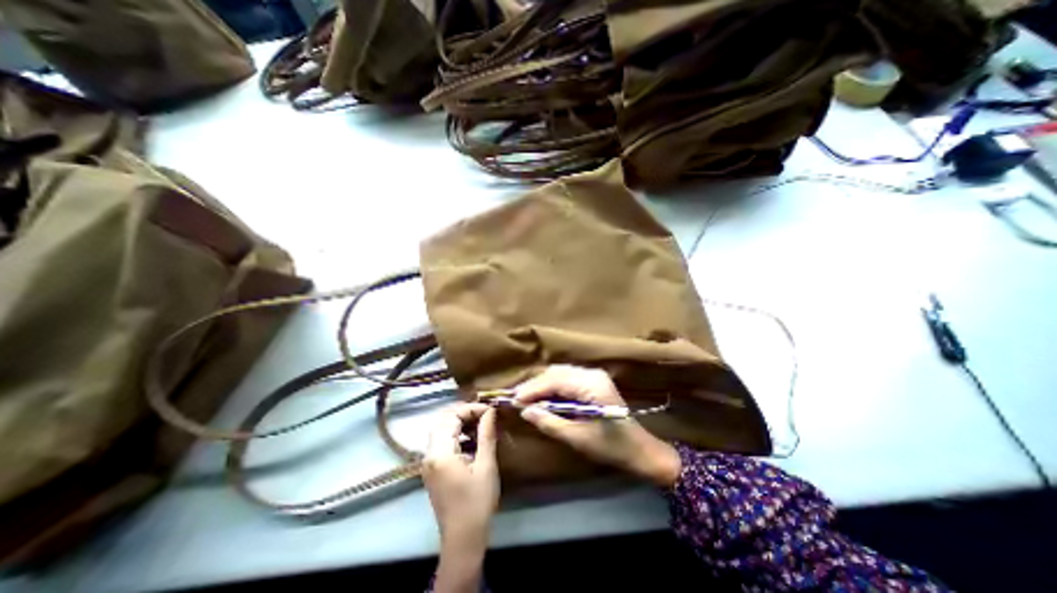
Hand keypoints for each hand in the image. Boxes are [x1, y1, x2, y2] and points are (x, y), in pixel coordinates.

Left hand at [424, 402, 498, 592]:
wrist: (462, 540)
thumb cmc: (477, 503)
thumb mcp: (486, 466)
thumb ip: (486, 434)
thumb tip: (490, 411)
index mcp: (440, 453)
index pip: (451, 417)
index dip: (470, 409)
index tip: (490, 410)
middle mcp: (429, 455)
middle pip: (442, 420)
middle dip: (463, 412)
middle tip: (484, 413)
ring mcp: (428, 463)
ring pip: (440, 429)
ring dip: (459, 422)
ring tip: (481, 422)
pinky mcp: (432, 469)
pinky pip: (441, 441)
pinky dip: (456, 434)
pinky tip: (472, 439)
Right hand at [517, 366, 681, 485]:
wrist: (640, 450)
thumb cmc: (611, 447)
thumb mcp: (578, 438)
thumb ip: (550, 422)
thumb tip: (525, 411)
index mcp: (591, 384)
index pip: (555, 380)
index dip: (533, 389)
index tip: (513, 399)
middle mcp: (592, 374)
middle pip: (556, 372)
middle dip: (536, 385)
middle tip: (517, 399)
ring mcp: (594, 376)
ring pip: (560, 373)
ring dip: (542, 385)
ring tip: (526, 398)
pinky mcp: (593, 381)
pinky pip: (567, 378)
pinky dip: (553, 387)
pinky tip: (543, 397)